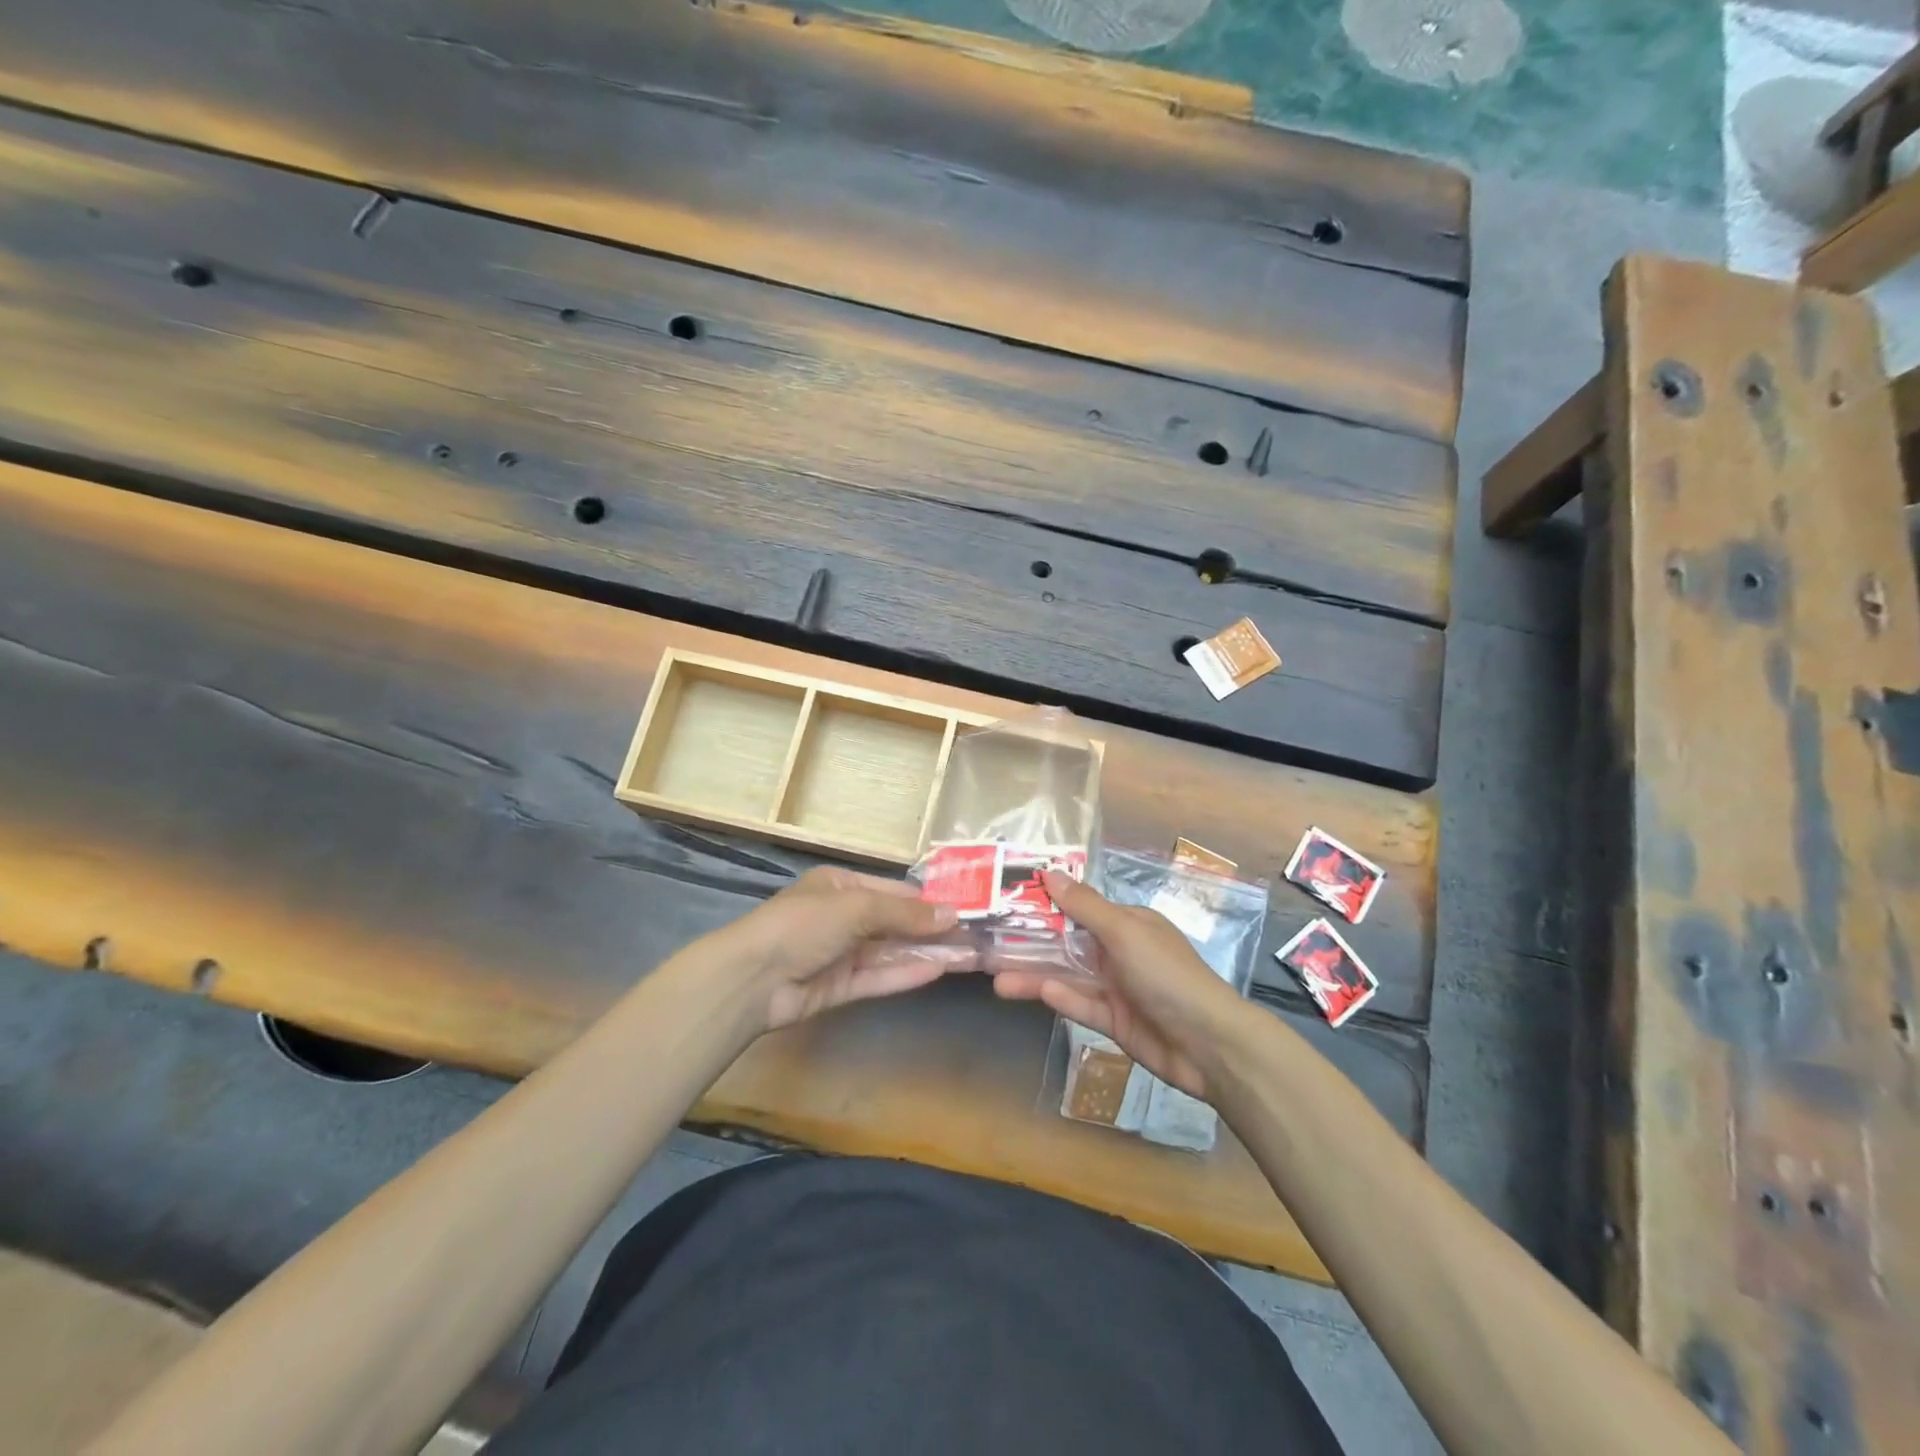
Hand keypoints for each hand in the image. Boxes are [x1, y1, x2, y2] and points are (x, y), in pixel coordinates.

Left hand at [718, 867, 959, 1032]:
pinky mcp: (840, 986)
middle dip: (932, 928)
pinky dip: (907, 974)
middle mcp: (843, 917)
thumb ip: (904, 914)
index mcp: (840, 886)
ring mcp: (842, 953)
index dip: (927, 900)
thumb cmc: (804, 925)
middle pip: (895, 922)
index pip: (892, 890)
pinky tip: (939, 971)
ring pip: (891, 951)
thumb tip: (951, 914)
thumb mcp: (856, 907)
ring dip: (927, 952)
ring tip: (968, 955)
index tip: (964, 907)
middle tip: (975, 935)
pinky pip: (879, 977)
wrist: (753, 978)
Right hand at [992, 870, 1251, 1099]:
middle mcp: (1120, 951)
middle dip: (1032, 944)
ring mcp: (1117, 988)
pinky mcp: (1115, 1022)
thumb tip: (1049, 872)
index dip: (1046, 904)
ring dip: (1036, 976)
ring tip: (996, 980)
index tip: (1008, 901)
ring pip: (1069, 976)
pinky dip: (1062, 998)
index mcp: (1128, 923)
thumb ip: (1084, 906)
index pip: (1079, 907)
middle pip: (1068, 943)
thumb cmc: (1167, 975)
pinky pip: (1082, 1005)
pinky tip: (1037, 993)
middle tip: (990, 945)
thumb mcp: (1124, 932)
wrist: (1209, 1044)